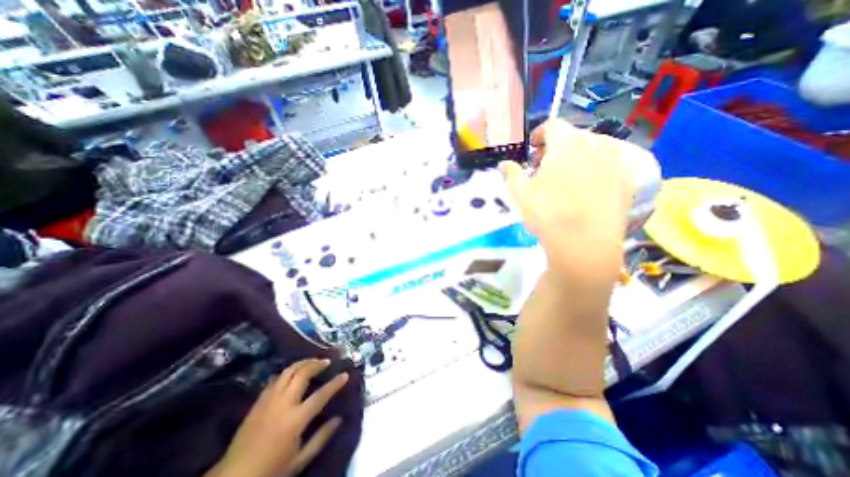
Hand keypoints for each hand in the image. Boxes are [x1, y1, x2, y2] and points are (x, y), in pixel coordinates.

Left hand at [205, 359, 347, 475]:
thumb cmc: (270, 470)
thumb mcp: (300, 460)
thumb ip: (321, 438)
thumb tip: (339, 419)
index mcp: (295, 419)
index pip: (321, 395)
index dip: (335, 383)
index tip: (345, 374)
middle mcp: (283, 404)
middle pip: (302, 374)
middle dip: (317, 364)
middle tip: (327, 361)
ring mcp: (269, 400)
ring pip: (288, 371)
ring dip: (303, 363)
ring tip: (313, 361)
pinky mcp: (258, 401)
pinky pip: (276, 379)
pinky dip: (288, 371)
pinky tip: (293, 373)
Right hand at [499, 119, 633, 283]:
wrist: (584, 244)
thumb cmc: (547, 213)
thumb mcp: (520, 193)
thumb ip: (511, 173)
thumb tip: (503, 164)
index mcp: (567, 143)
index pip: (552, 126)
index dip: (539, 135)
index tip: (532, 150)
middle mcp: (595, 144)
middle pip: (573, 136)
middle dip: (556, 148)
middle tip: (544, 168)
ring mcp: (616, 161)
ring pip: (593, 149)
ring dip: (576, 157)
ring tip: (565, 179)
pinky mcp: (628, 180)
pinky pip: (608, 165)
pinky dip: (595, 169)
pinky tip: (585, 190)